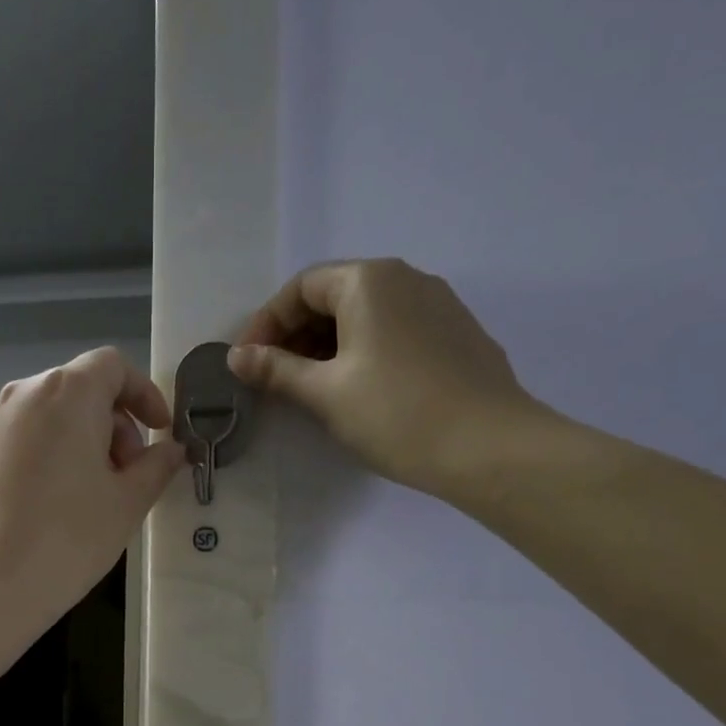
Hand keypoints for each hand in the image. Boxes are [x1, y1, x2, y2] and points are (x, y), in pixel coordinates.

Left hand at [0, 346, 188, 629]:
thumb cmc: (66, 539)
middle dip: (117, 424)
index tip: (161, 432)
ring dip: (87, 442)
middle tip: (131, 476)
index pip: (113, 366)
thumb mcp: (126, 503)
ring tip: (99, 495)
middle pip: (82, 389)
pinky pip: (30, 438)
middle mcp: (25, 395)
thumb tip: (171, 450)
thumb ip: (156, 466)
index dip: (145, 394)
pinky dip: (57, 455)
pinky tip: (62, 505)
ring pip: (54, 416)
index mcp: (66, 393)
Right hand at [227, 258, 554, 502]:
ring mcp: (438, 304)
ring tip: (310, 388)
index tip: (247, 362)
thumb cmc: (395, 414)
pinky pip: (395, 330)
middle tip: (274, 378)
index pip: (301, 287)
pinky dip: (364, 351)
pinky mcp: (456, 334)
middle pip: (335, 295)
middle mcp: (406, 278)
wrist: (488, 446)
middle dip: (296, 334)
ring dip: (329, 345)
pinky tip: (358, 389)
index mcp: (369, 281)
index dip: (267, 323)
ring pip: (367, 314)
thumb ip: (277, 370)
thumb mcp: (325, 393)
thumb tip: (236, 357)